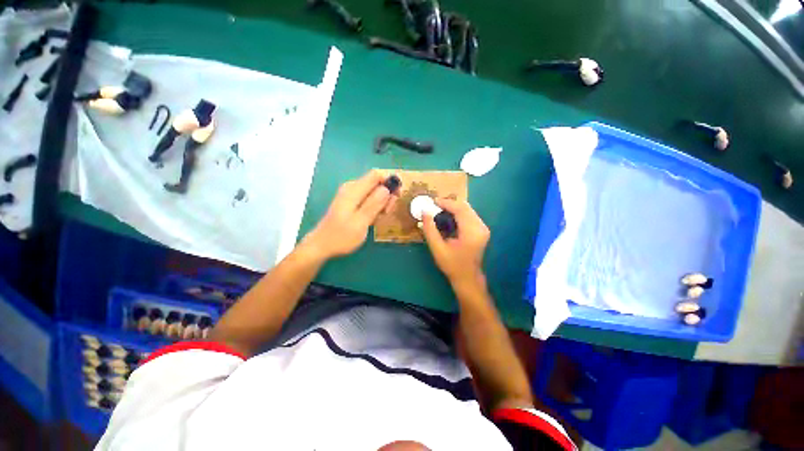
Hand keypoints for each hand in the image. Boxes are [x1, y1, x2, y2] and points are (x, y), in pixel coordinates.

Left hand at [303, 170, 395, 258]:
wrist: (322, 245)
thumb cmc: (341, 236)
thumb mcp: (361, 222)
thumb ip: (374, 204)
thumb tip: (387, 188)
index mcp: (354, 190)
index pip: (377, 174)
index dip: (389, 182)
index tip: (395, 198)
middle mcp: (352, 187)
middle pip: (376, 182)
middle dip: (386, 195)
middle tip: (387, 212)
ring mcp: (351, 194)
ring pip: (374, 191)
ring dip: (382, 202)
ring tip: (380, 217)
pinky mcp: (351, 201)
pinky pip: (368, 197)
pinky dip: (375, 206)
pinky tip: (373, 218)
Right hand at [421, 198, 489, 287]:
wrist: (468, 278)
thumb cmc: (452, 265)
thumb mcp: (437, 248)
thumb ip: (430, 229)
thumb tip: (424, 211)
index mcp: (471, 232)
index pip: (460, 209)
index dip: (446, 203)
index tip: (433, 201)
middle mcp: (480, 227)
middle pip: (465, 207)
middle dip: (450, 203)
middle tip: (435, 205)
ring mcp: (483, 228)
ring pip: (468, 209)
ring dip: (454, 207)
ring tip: (440, 210)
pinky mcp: (482, 229)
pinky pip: (470, 215)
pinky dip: (458, 213)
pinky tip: (449, 217)